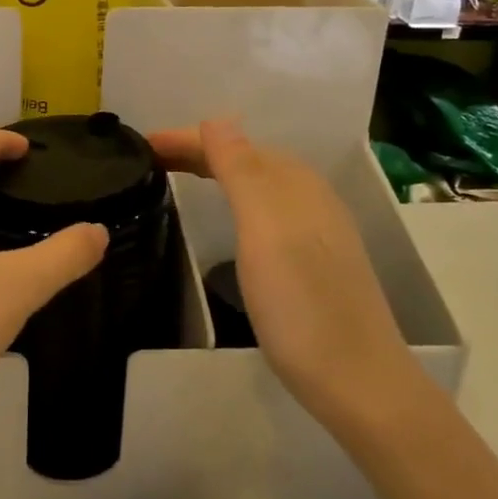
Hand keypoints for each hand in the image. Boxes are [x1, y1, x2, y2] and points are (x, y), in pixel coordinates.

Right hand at [150, 119, 430, 436]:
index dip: (186, 139)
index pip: (232, 145)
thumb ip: (241, 170)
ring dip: (216, 172)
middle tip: (149, 159)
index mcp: (295, 184)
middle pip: (246, 160)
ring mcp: (316, 230)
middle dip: (198, 151)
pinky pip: (266, 209)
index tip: (140, 144)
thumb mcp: (264, 229)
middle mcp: (309, 197)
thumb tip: (217, 117)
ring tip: (178, 177)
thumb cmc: (300, 303)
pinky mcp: (314, 260)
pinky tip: (228, 218)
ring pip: (257, 185)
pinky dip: (235, 199)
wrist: (357, 380)